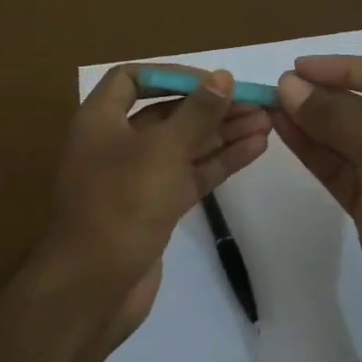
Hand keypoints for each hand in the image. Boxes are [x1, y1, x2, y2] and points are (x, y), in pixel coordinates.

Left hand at [42, 65, 271, 353]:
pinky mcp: (154, 208)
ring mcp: (135, 179)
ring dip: (222, 133)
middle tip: (257, 103)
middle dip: (210, 107)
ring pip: (183, 146)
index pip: (133, 79)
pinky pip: (188, 176)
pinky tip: (255, 149)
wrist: (93, 287)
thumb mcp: (162, 150)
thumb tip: (223, 76)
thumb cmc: (121, 205)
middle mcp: (115, 143)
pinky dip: (219, 162)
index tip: (215, 81)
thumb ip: (197, 113)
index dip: (174, 74)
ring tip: (268, 122)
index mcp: (100, 120)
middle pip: (166, 113)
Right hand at [272, 56, 361, 361]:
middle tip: (277, 90)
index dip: (345, 68)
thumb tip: (288, 86)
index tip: (300, 68)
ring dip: (310, 123)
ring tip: (270, 106)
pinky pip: (337, 171)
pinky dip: (311, 153)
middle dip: (323, 97)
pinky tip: (284, 134)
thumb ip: (337, 120)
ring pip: (344, 141)